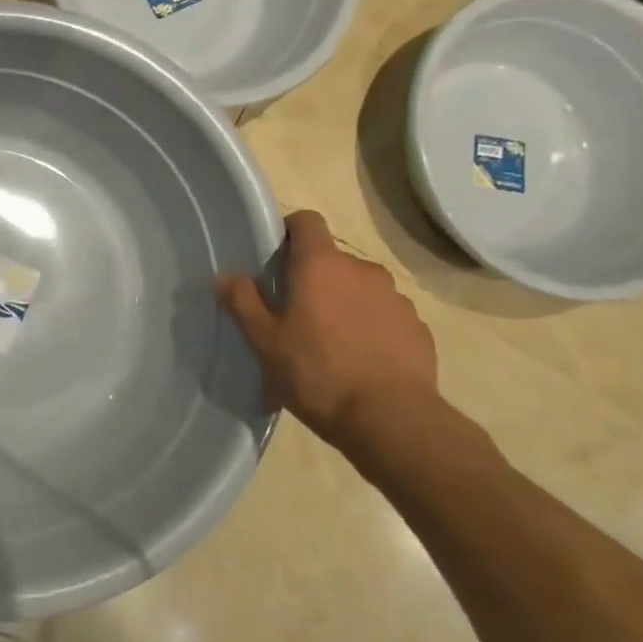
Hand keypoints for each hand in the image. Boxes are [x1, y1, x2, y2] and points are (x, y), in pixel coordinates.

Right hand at [215, 209, 438, 452]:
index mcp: (321, 265)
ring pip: (360, 288)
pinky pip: (385, 315)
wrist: (391, 420)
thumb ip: (242, 301)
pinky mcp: (418, 327)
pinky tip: (360, 360)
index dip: (289, 231)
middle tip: (293, 314)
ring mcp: (395, 298)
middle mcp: (362, 270)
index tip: (275, 258)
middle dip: (313, 278)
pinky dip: (370, 327)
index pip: (307, 221)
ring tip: (329, 342)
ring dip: (343, 303)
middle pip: (331, 260)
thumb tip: (224, 275)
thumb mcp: (264, 341)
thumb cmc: (317, 373)